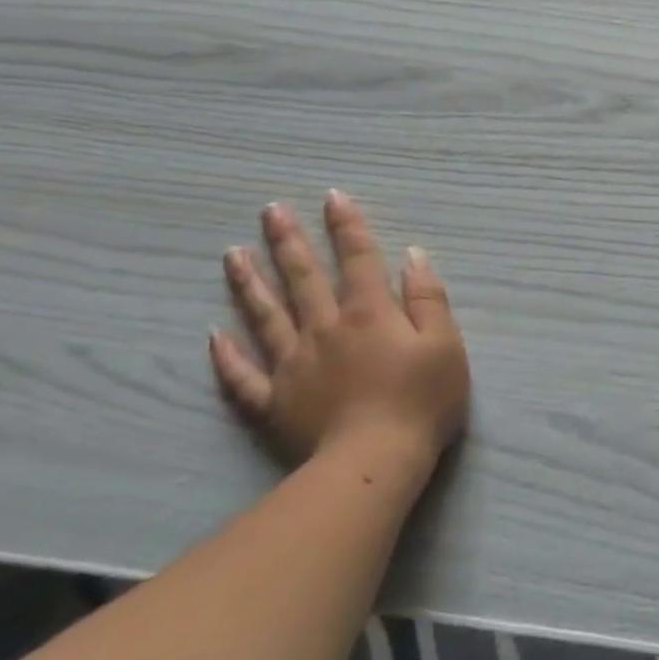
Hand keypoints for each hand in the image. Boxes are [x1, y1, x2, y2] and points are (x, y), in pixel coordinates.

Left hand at [210, 191, 469, 474]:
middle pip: (303, 278)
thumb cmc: (421, 400)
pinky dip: (226, 356)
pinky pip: (243, 377)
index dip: (347, 226)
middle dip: (287, 241)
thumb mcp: (446, 344)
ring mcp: (293, 365)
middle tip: (269, 211)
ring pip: (265, 316)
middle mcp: (326, 329)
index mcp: (370, 313)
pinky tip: (213, 336)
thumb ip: (429, 298)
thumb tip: (413, 256)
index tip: (332, 196)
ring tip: (232, 254)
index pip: (358, 258)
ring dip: (249, 283)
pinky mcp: (274, 403)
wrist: (375, 462)